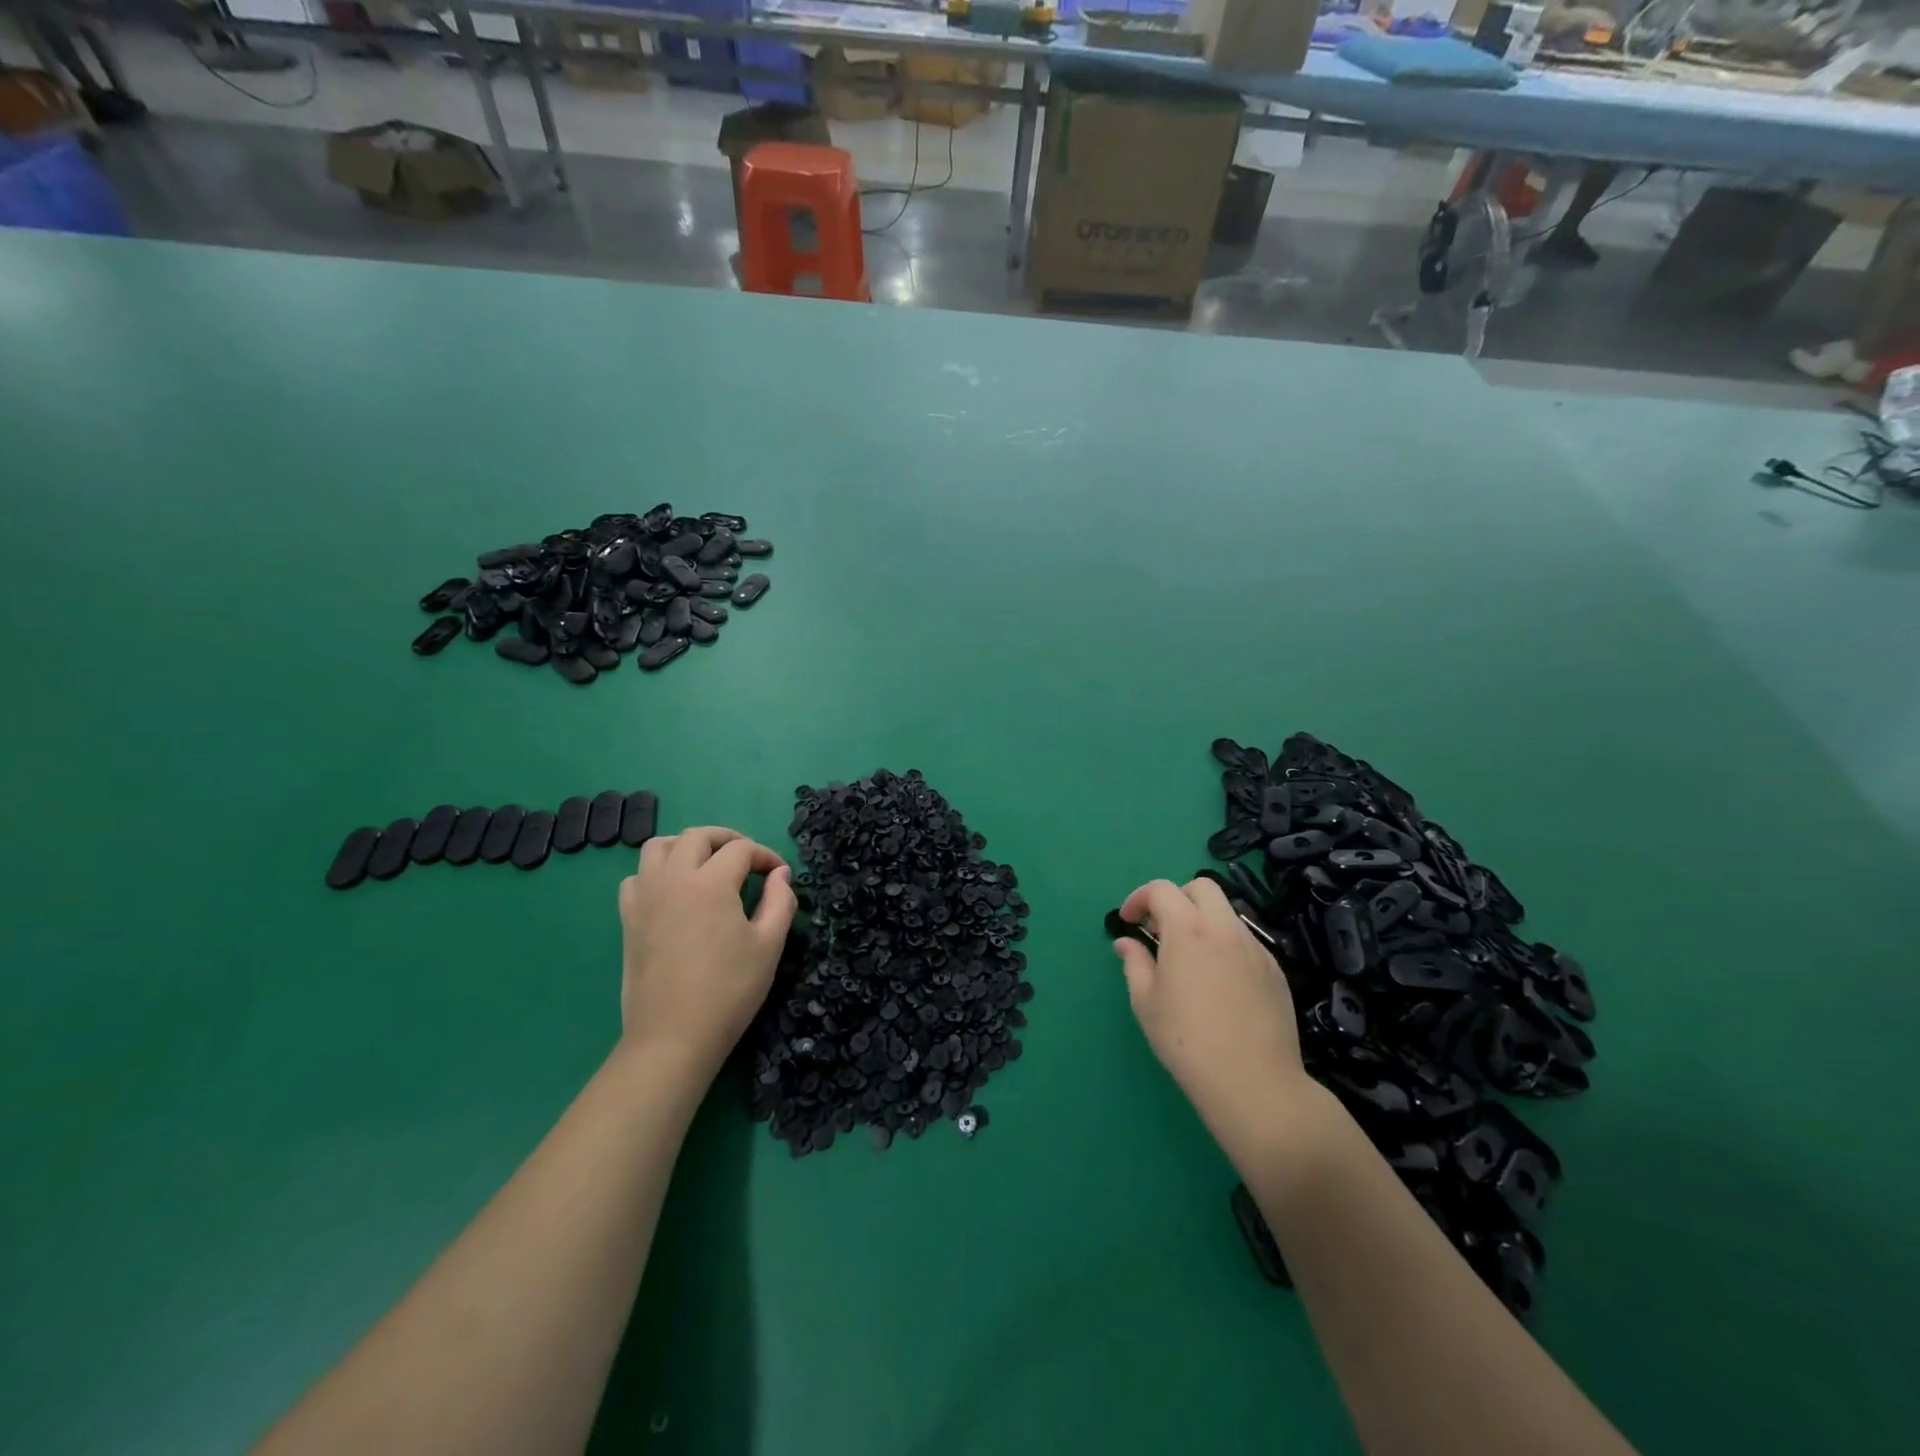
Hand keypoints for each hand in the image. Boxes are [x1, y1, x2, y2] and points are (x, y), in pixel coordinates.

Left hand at [617, 826, 795, 1073]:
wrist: (673, 1036)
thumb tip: (781, 874)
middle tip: (747, 860)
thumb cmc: (729, 990)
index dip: (765, 856)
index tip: (779, 875)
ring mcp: (645, 897)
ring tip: (706, 866)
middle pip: (698, 836)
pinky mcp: (629, 918)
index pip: (741, 849)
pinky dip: (657, 872)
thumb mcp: (769, 945)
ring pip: (659, 847)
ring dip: (686, 846)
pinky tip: (674, 893)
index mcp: (711, 883)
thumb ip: (780, 901)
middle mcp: (673, 879)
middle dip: (727, 840)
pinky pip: (637, 877)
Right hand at [1114, 877, 1322, 1155]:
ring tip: (1189, 958)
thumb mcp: (1146, 1002)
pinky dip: (1225, 945)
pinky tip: (1218, 983)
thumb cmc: (1187, 1040)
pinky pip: (1245, 942)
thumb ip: (1134, 963)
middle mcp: (1224, 928)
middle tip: (1161, 928)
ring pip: (1226, 914)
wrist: (1253, 1082)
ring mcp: (1255, 947)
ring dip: (1202, 921)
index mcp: (1188, 930)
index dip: (1139, 898)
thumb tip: (1127, 943)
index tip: (1129, 921)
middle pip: (1202, 887)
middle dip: (1177, 897)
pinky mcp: (1274, 970)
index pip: (1161, 889)